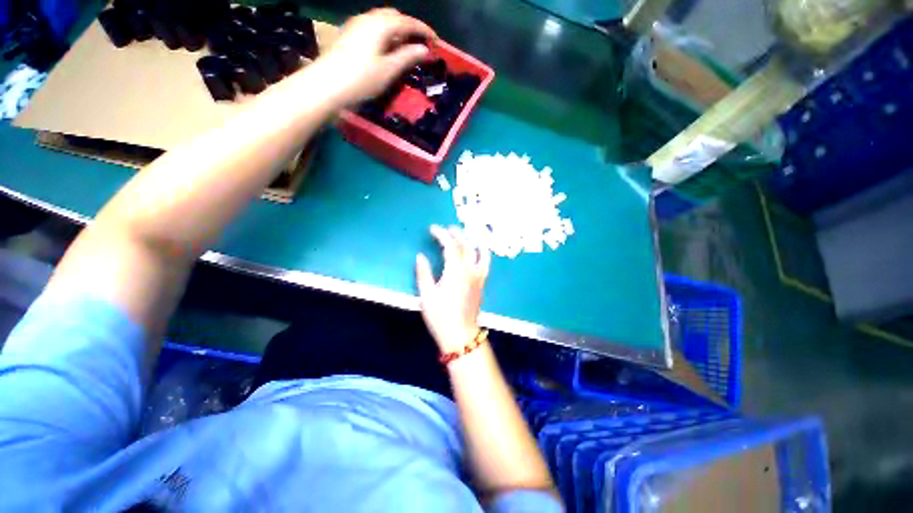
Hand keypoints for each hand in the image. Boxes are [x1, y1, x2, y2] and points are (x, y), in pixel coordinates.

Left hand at [316, 8, 435, 105]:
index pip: (408, 22)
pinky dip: (384, 34)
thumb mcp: (388, 70)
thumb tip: (423, 50)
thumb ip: (407, 57)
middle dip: (409, 27)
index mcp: (381, 25)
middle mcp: (368, 18)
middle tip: (419, 45)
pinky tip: (386, 48)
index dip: (424, 30)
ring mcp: (356, 24)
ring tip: (405, 48)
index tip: (436, 42)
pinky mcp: (349, 33)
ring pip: (382, 21)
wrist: (327, 84)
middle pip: (394, 16)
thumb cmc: (361, 79)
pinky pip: (372, 27)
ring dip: (396, 30)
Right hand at [416, 225, 490, 353]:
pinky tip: (481, 246)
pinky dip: (484, 251)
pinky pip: (486, 262)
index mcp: (455, 272)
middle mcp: (469, 270)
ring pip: (476, 251)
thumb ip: (423, 273)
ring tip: (462, 233)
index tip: (432, 229)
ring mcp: (478, 276)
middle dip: (454, 233)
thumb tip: (420, 256)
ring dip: (469, 239)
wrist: (461, 334)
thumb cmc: (441, 316)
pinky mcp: (482, 282)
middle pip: (464, 245)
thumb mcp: (426, 295)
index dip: (441, 234)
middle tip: (445, 229)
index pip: (450, 245)